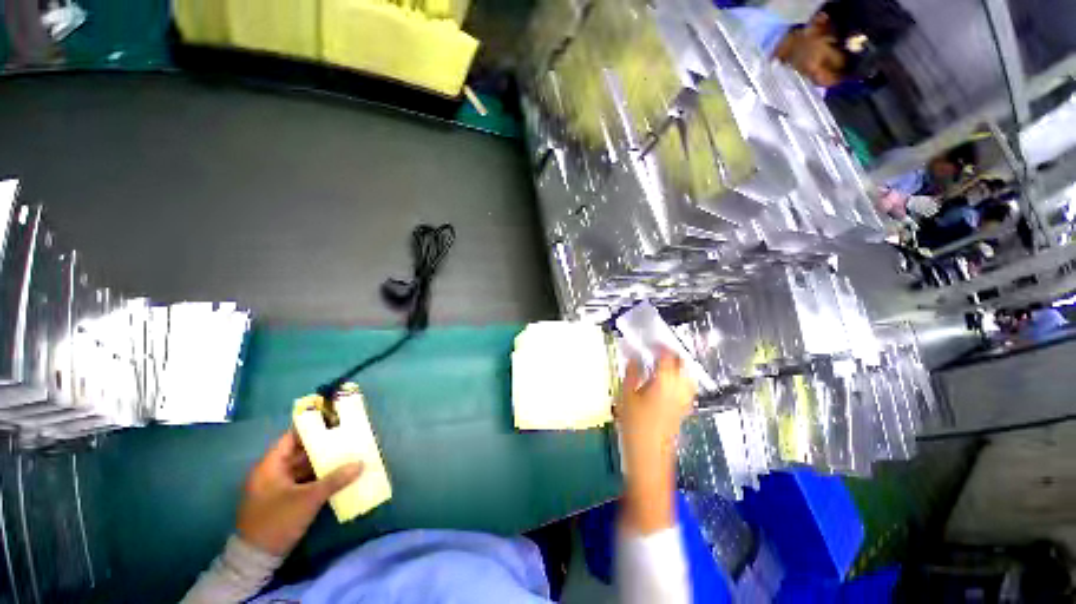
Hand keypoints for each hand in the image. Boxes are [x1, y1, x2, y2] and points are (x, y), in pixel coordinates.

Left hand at [237, 430, 362, 555]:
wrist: (256, 558)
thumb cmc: (277, 521)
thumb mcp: (308, 500)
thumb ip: (334, 480)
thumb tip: (360, 463)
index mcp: (270, 466)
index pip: (291, 438)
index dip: (311, 429)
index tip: (333, 422)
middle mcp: (272, 472)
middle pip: (299, 452)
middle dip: (323, 446)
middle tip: (346, 438)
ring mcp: (277, 487)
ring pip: (303, 467)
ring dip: (322, 463)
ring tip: (346, 454)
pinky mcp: (283, 500)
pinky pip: (303, 481)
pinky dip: (318, 477)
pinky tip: (336, 476)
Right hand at [617, 353, 695, 472]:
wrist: (649, 456)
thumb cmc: (634, 424)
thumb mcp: (626, 395)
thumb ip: (632, 373)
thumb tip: (634, 357)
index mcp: (665, 381)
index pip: (668, 356)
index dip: (661, 346)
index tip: (651, 341)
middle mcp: (680, 388)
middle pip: (683, 364)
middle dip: (672, 354)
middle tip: (656, 351)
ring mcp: (684, 400)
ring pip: (687, 376)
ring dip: (677, 367)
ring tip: (662, 365)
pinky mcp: (684, 410)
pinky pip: (686, 388)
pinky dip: (679, 380)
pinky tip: (666, 383)